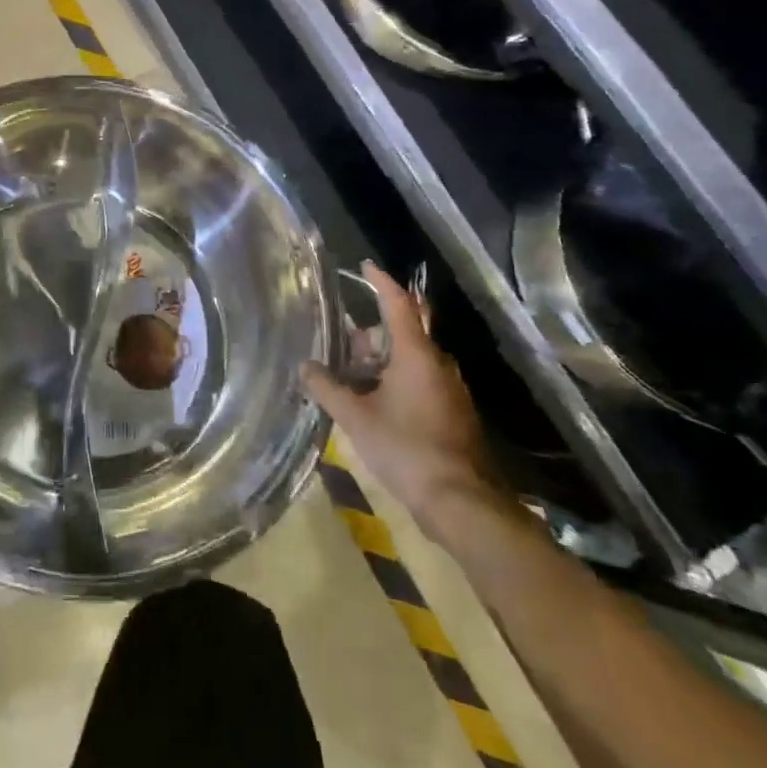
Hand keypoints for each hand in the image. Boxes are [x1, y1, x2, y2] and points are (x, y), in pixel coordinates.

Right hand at [301, 261, 502, 541]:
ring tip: (352, 379)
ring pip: (412, 358)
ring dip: (383, 360)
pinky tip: (375, 402)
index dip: (381, 282)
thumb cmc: (406, 449)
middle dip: (372, 335)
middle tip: (343, 348)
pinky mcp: (454, 412)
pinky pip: (421, 379)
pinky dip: (396, 379)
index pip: (398, 304)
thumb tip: (304, 367)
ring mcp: (450, 389)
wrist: (461, 502)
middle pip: (403, 332)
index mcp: (416, 355)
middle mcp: (438, 364)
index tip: (366, 265)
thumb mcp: (356, 417)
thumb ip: (327, 388)